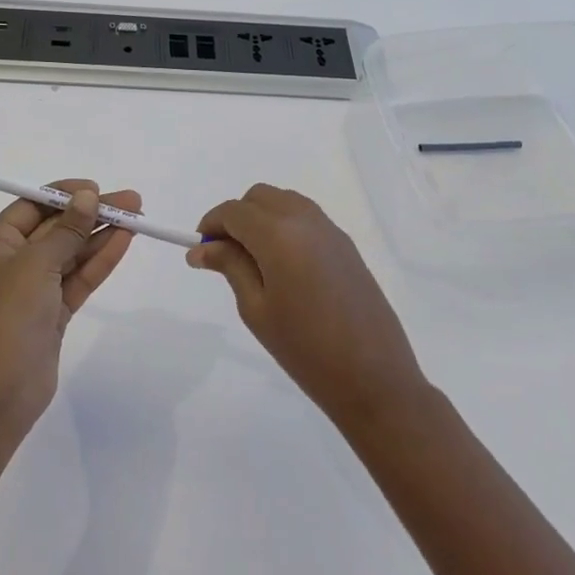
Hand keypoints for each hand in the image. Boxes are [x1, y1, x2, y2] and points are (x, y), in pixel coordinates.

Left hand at [0, 181, 140, 435]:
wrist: (2, 391)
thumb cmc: (10, 316)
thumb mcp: (37, 264)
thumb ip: (66, 229)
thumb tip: (87, 197)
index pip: (31, 206)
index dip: (64, 195)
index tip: (96, 189)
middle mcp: (12, 262)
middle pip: (56, 228)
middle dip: (92, 213)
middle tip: (131, 201)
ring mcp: (34, 288)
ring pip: (72, 252)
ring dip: (102, 235)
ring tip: (138, 218)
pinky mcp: (53, 312)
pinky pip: (79, 277)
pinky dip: (100, 260)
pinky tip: (125, 241)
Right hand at [188, 184, 427, 427]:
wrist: (374, 378)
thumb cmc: (305, 348)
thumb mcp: (256, 309)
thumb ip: (230, 267)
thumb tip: (201, 248)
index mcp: (278, 234)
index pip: (234, 211)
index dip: (211, 224)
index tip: (200, 250)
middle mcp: (305, 220)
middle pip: (259, 197)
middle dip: (236, 217)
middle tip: (224, 254)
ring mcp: (330, 230)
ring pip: (284, 202)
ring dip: (262, 217)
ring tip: (253, 260)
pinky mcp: (346, 245)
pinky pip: (306, 218)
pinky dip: (286, 225)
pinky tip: (284, 265)